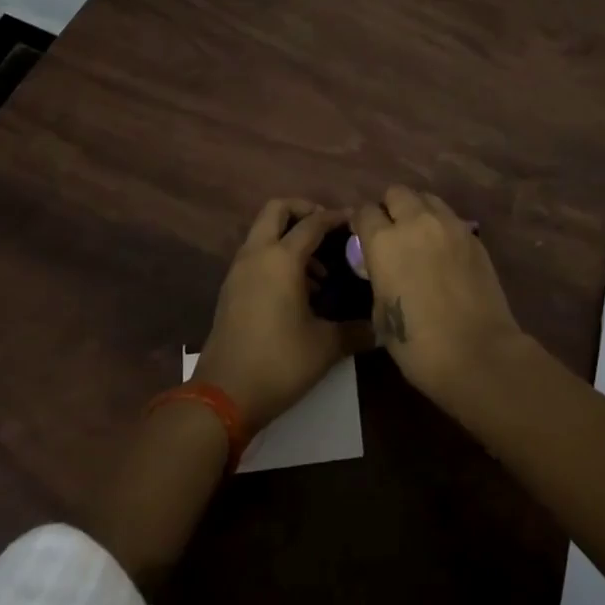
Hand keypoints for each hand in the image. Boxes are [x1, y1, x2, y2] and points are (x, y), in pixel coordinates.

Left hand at [193, 199, 368, 431]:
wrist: (224, 395)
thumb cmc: (279, 363)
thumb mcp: (325, 347)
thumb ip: (355, 331)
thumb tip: (381, 328)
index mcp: (281, 259)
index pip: (312, 223)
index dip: (336, 218)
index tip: (356, 221)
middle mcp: (257, 254)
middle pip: (277, 209)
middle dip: (303, 210)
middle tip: (328, 229)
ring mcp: (239, 270)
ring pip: (263, 231)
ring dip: (289, 236)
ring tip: (319, 269)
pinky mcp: (231, 288)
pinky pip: (256, 254)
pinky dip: (276, 255)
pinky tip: (297, 289)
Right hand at [351, 185, 527, 408]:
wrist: (479, 353)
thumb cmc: (419, 345)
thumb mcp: (381, 314)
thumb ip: (378, 278)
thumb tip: (383, 269)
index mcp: (384, 242)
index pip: (364, 211)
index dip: (361, 223)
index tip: (362, 236)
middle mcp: (415, 222)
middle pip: (397, 192)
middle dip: (390, 207)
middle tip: (392, 232)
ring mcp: (449, 225)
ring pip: (427, 198)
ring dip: (418, 211)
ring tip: (419, 236)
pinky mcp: (473, 236)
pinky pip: (450, 218)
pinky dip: (441, 226)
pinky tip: (443, 250)